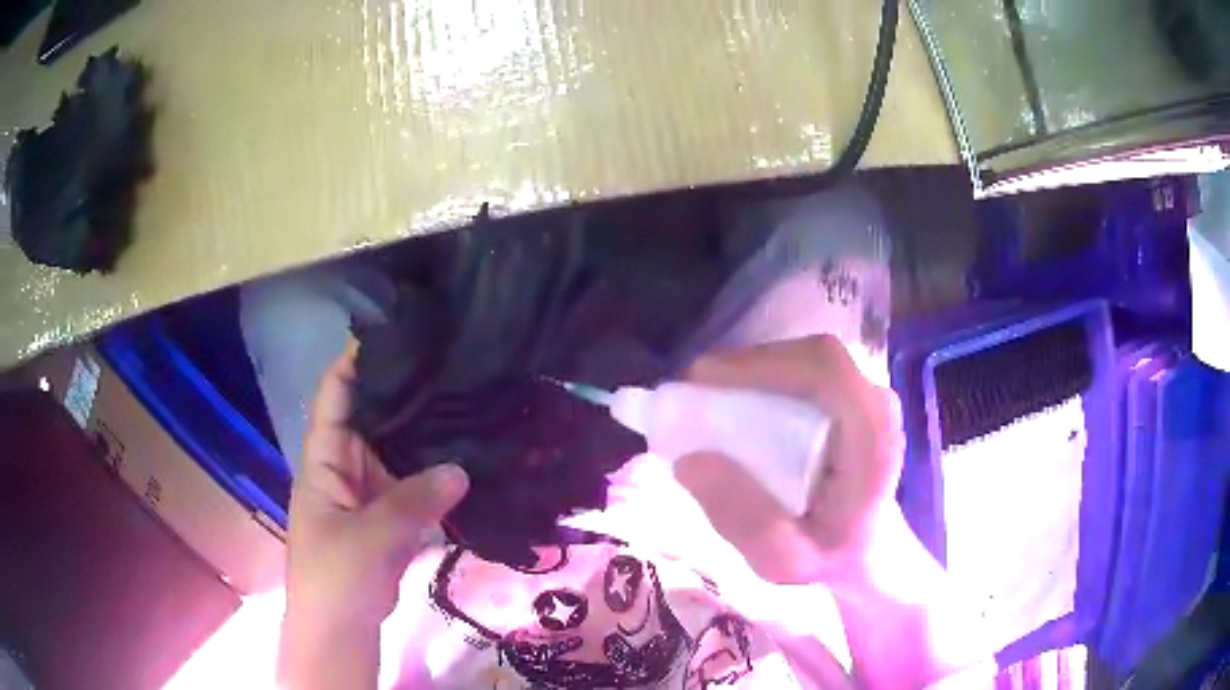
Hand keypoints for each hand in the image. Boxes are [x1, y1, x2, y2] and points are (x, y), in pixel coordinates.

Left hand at [284, 349, 468, 625]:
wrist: (341, 629)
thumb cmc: (336, 577)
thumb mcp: (370, 537)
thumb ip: (412, 501)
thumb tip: (461, 469)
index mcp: (324, 463)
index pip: (333, 399)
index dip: (353, 365)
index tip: (391, 337)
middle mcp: (344, 469)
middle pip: (370, 421)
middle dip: (400, 397)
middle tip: (445, 369)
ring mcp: (368, 495)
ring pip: (395, 454)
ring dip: (421, 437)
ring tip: (460, 405)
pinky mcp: (388, 519)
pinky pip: (411, 487)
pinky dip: (432, 477)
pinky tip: (462, 461)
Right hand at [674, 334, 905, 586]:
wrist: (865, 549)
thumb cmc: (830, 557)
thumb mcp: (783, 560)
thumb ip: (744, 519)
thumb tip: (690, 460)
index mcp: (873, 438)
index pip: (824, 371)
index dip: (762, 364)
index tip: (703, 382)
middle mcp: (876, 403)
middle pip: (810, 357)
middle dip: (746, 366)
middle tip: (692, 392)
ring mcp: (865, 393)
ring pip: (803, 358)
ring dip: (751, 371)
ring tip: (705, 398)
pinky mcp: (848, 394)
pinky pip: (801, 370)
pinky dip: (762, 378)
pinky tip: (733, 402)